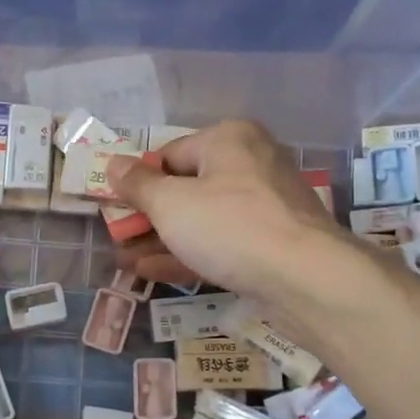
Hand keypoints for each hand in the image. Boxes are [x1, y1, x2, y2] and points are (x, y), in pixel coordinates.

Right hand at [105, 120, 348, 302]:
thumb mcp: (170, 203)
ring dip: (162, 240)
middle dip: (148, 216)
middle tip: (118, 237)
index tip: (115, 207)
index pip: (170, 154)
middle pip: (187, 188)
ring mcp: (265, 207)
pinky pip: (222, 243)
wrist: (306, 278)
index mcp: (229, 140)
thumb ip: (138, 184)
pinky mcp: (272, 244)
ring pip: (203, 220)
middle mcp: (251, 164)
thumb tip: (114, 163)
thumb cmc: (230, 226)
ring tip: (125, 260)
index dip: (139, 182)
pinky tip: (152, 272)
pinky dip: (189, 254)